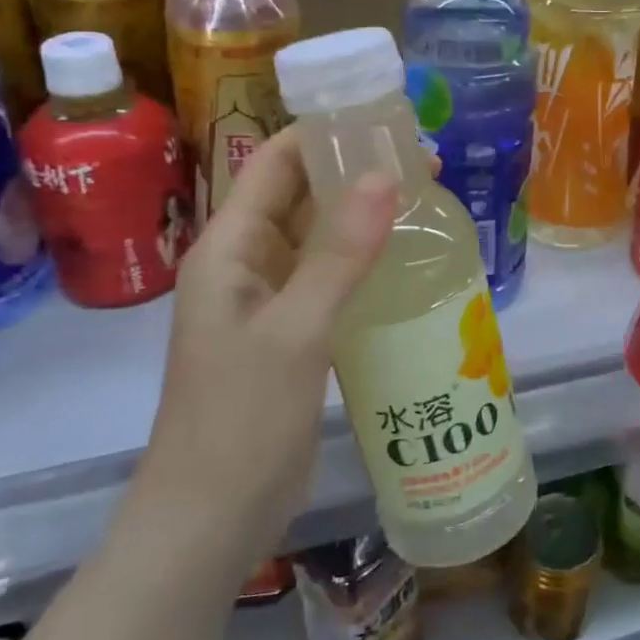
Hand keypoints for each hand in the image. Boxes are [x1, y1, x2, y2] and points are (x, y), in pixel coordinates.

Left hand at [131, 128, 396, 579]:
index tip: (386, 122)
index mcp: (229, 247)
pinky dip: (363, 261)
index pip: (275, 162)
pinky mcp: (292, 332)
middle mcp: (246, 262)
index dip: (325, 134)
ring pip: (319, 238)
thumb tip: (386, 175)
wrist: (212, 518)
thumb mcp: (296, 330)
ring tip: (427, 202)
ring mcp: (269, 299)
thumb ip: (339, 254)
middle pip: (300, 195)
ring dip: (363, 216)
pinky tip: (406, 261)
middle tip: (425, 163)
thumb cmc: (241, 418)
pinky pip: (329, 278)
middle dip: (355, 172)